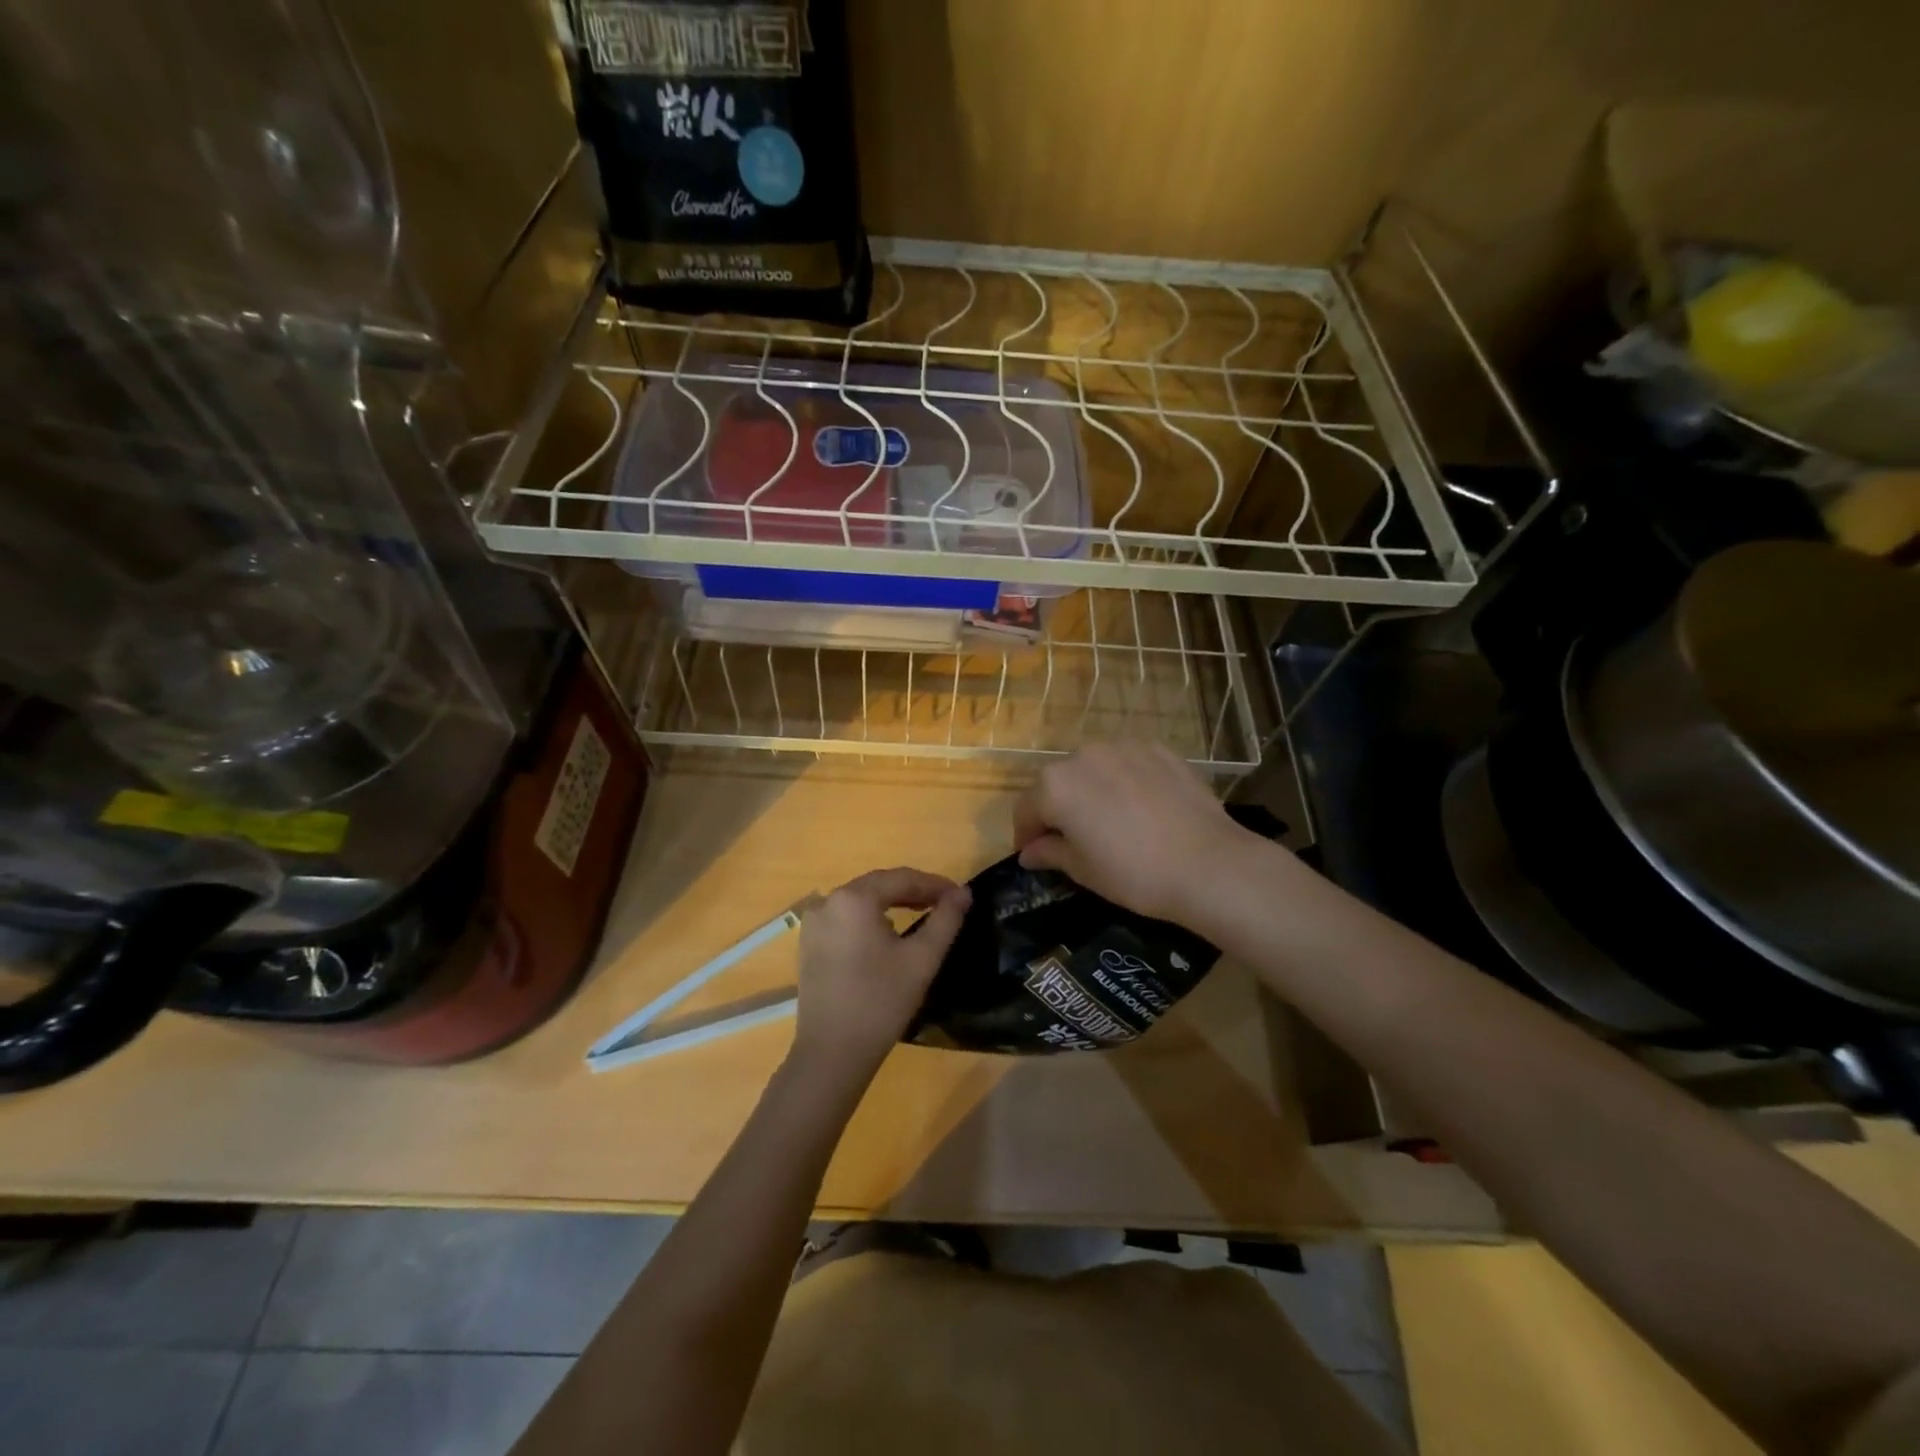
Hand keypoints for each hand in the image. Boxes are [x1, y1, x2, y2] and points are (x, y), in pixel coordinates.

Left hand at [791, 868, 970, 1078]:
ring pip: (861, 901)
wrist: (832, 1053)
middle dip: (913, 891)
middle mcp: (828, 901)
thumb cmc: (881, 1002)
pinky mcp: (808, 943)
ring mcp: (813, 923)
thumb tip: (964, 893)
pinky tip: (889, 934)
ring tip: (922, 915)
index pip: (902, 878)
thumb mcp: (922, 959)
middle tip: (945, 905)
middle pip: (879, 886)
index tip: (961, 896)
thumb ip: (946, 920)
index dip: (934, 884)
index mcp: (854, 898)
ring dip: (892, 903)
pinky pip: (846, 918)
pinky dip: (870, 919)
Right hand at [1013, 741, 1250, 923]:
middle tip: (1073, 841)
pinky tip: (1142, 810)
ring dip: (1092, 791)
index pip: (1026, 809)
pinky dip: (1125, 782)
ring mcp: (1124, 748)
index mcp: (1055, 785)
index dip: (1026, 834)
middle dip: (1058, 809)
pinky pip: (1128, 765)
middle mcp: (1083, 756)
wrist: (1208, 864)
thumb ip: (1049, 853)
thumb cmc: (1133, 873)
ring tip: (1111, 822)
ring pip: (1094, 770)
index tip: (1035, 856)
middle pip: (1058, 783)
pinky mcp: (1159, 750)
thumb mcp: (1083, 870)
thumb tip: (1029, 852)